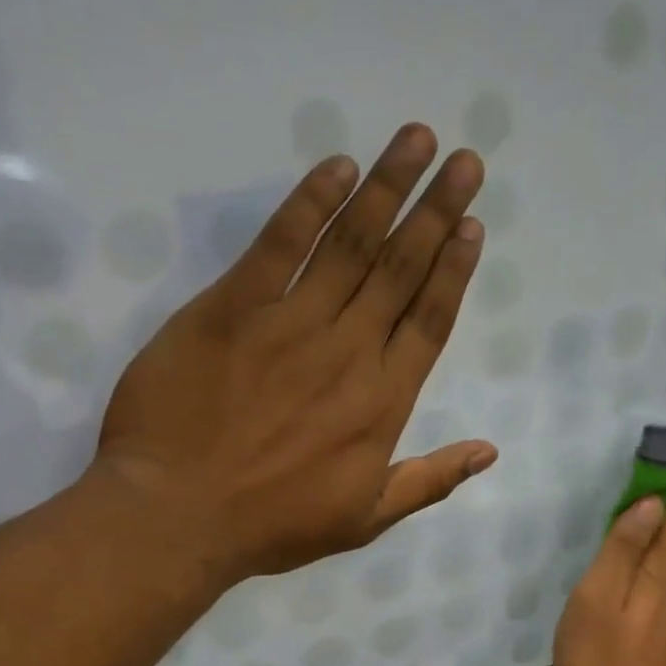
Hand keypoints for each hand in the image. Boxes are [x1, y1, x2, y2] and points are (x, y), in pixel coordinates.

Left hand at [93, 123, 497, 584]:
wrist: (177, 514)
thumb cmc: (274, 524)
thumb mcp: (365, 519)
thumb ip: (429, 481)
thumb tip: (488, 451)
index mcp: (382, 404)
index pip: (429, 321)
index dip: (453, 271)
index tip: (473, 226)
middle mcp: (348, 351)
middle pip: (400, 270)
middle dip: (436, 211)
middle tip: (466, 161)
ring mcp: (290, 323)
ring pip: (351, 245)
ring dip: (387, 189)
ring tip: (418, 141)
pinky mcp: (233, 306)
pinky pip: (280, 244)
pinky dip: (310, 203)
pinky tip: (338, 169)